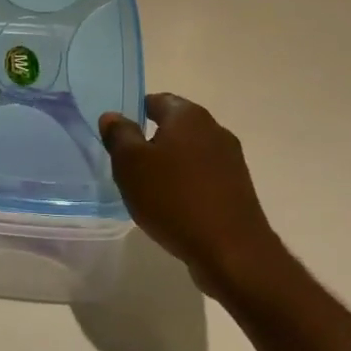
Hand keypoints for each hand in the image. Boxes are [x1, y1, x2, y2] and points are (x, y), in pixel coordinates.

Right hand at [99, 94, 303, 313]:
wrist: (231, 250)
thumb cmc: (174, 199)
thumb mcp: (131, 165)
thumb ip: (119, 135)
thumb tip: (113, 116)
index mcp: (188, 115)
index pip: (157, 100)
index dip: (135, 113)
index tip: (118, 135)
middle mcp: (214, 129)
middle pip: (175, 126)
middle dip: (151, 141)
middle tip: (128, 165)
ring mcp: (230, 159)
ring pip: (190, 152)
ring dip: (170, 165)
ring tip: (148, 189)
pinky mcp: (238, 187)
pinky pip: (204, 176)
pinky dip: (187, 184)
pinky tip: (173, 207)